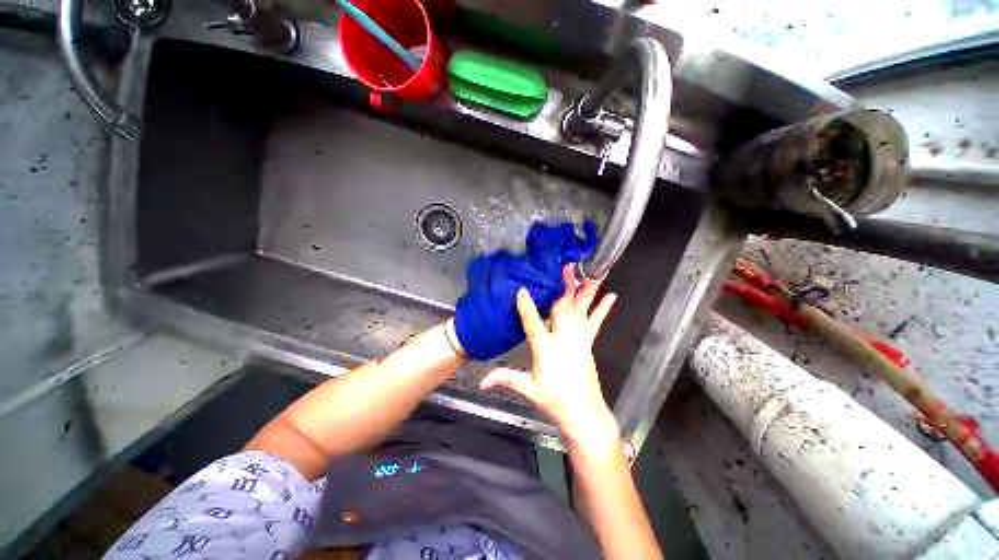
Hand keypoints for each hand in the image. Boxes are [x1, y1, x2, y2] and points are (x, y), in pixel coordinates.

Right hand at [479, 263, 619, 452]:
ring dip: (586, 290)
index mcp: (545, 349)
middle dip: (565, 286)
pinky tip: (612, 295)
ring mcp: (579, 339)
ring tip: (593, 271)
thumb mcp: (528, 389)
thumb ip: (505, 379)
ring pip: (581, 309)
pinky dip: (603, 308)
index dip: (527, 308)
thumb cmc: (554, 400)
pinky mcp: (588, 341)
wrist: (582, 412)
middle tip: (568, 267)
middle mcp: (564, 339)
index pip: (533, 325)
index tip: (522, 291)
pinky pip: (596, 321)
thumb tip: (481, 382)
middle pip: (563, 309)